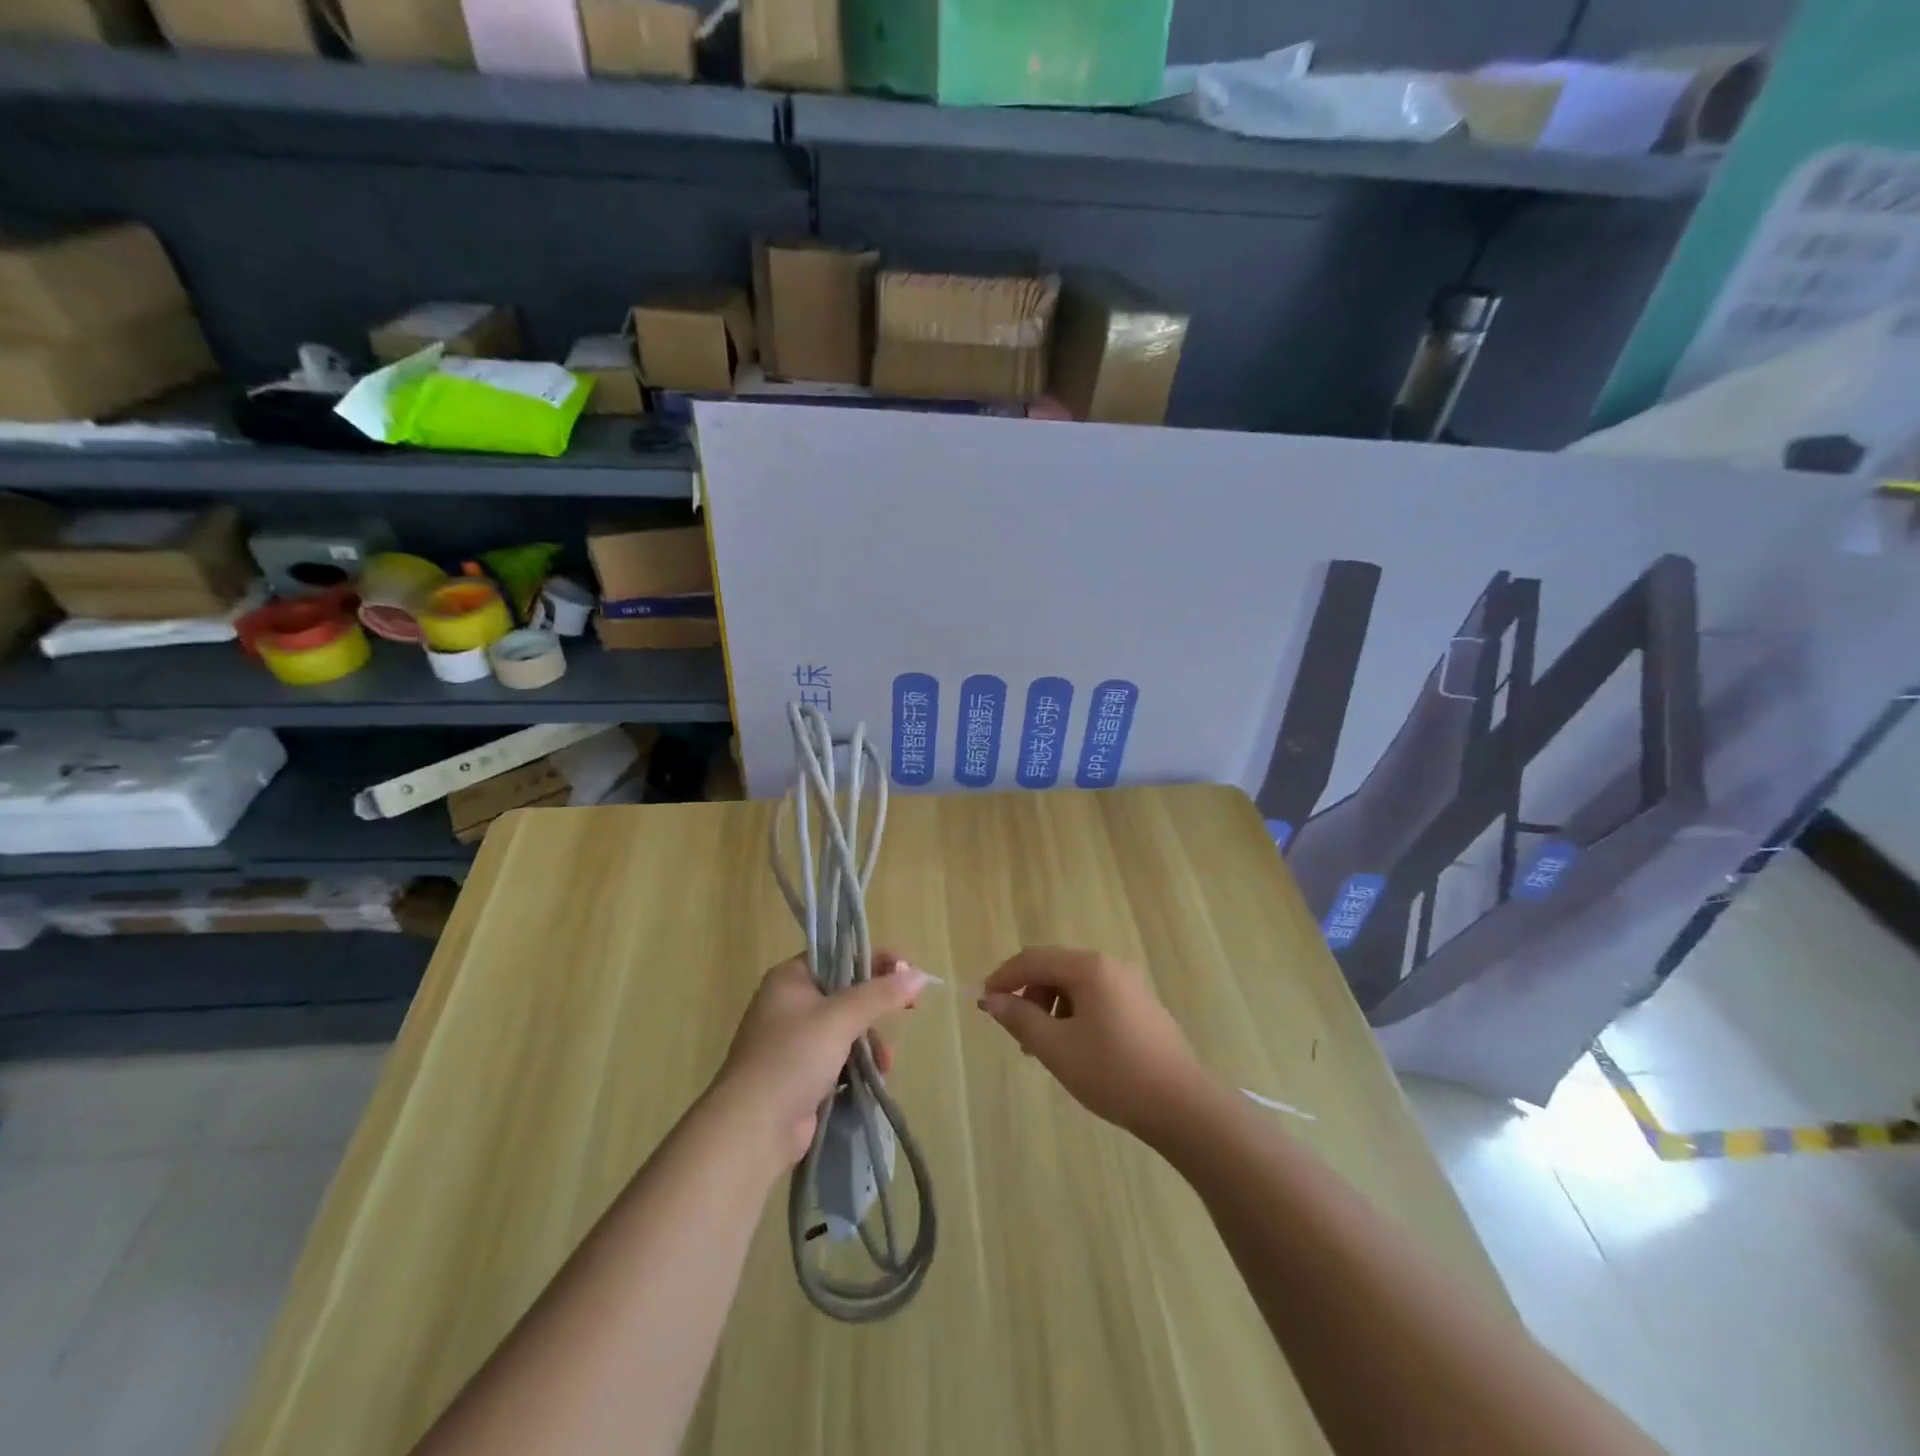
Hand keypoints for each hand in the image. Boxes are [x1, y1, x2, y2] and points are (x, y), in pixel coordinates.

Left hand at [713, 951, 926, 1172]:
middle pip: (845, 992)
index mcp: (790, 978)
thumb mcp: (840, 1018)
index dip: (875, 959)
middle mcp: (790, 1004)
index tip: (907, 972)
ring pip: (845, 1028)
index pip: (839, 955)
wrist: (753, 1128)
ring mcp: (794, 1041)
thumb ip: (880, 994)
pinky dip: (857, 1064)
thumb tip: (918, 975)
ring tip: (885, 1062)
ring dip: (870, 1041)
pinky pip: (839, 1058)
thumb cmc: (793, 1057)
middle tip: (909, 1009)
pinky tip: (874, 1078)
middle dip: (876, 1006)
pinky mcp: (801, 1074)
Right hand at [978, 946, 1204, 1142]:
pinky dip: (1073, 1015)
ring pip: (1075, 985)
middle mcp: (1110, 966)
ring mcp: (1130, 986)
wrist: (1181, 1105)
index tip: (984, 1002)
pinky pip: (1095, 999)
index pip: (1033, 959)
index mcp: (1089, 967)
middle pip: (1055, 968)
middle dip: (1028, 995)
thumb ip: (1020, 1018)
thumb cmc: (1112, 1072)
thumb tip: (992, 1001)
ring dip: (1050, 1007)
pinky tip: (1073, 1049)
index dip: (1004, 977)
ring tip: (1043, 1047)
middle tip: (1016, 1033)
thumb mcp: (1056, 1047)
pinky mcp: (1141, 1007)